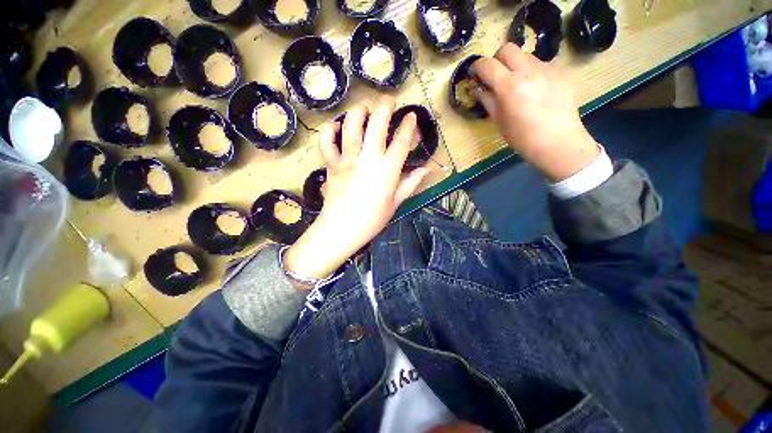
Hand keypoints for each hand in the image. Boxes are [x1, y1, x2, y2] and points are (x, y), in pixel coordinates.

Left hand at [283, 96, 431, 281]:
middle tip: (389, 100)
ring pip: (352, 126)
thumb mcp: (396, 202)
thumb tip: (427, 170)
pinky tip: (336, 126)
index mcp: (387, 170)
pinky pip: (327, 143)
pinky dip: (329, 131)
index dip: (408, 125)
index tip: (411, 116)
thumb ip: (411, 183)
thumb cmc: (373, 218)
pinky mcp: (332, 164)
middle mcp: (368, 159)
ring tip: (364, 108)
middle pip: (377, 124)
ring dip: (359, 112)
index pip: (401, 141)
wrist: (343, 229)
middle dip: (385, 106)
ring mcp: (348, 160)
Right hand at [470, 43, 599, 181]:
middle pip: (507, 49)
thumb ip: (487, 100)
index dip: (476, 67)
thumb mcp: (499, 121)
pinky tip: (531, 89)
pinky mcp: (559, 72)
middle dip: (496, 60)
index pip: (487, 64)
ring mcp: (546, 68)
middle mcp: (528, 70)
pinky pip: (538, 64)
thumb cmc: (523, 137)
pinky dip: (528, 71)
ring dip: (513, 65)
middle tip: (494, 77)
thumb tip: (475, 88)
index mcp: (509, 86)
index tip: (473, 75)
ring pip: (524, 55)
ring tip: (514, 85)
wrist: (559, 142)